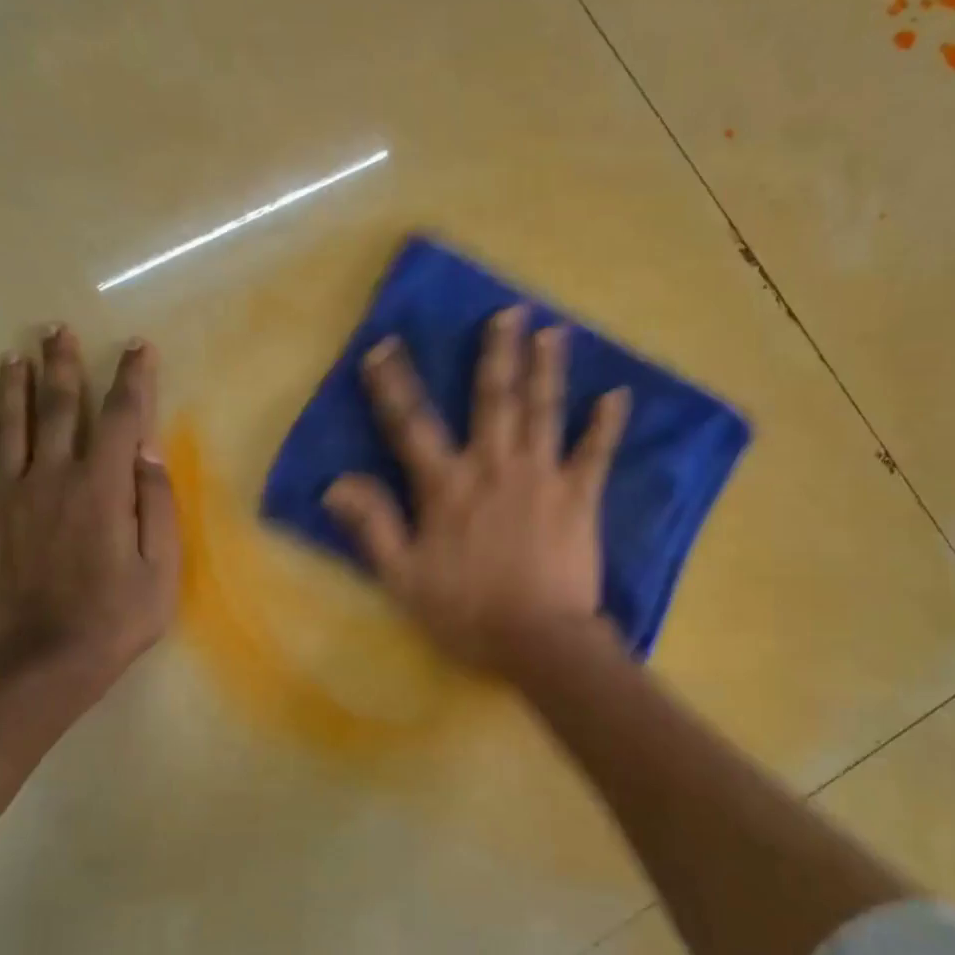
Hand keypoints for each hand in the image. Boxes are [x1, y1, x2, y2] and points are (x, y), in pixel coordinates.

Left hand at [0, 327, 178, 702]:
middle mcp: (52, 480)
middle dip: (61, 365)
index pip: (120, 418)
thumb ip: (157, 503)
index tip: (137, 348)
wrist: (49, 662)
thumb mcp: (162, 564)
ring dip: (10, 391)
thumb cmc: (118, 615)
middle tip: (56, 329)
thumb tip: (146, 452)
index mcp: (102, 487)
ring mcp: (10, 502)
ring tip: (12, 357)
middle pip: (57, 409)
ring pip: (6, 432)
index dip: (133, 379)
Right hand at [323, 306, 629, 678]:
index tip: (384, 347)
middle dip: (497, 353)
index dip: (393, 385)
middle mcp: (493, 467)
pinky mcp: (580, 498)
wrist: (538, 641)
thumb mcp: (402, 578)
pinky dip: (606, 425)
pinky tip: (618, 396)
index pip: (411, 425)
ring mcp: (542, 478)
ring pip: (543, 412)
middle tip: (508, 313)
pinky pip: (595, 454)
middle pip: (493, 400)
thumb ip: (372, 526)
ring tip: (555, 332)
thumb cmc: (466, 613)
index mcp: (446, 487)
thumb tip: (336, 481)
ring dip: (548, 370)